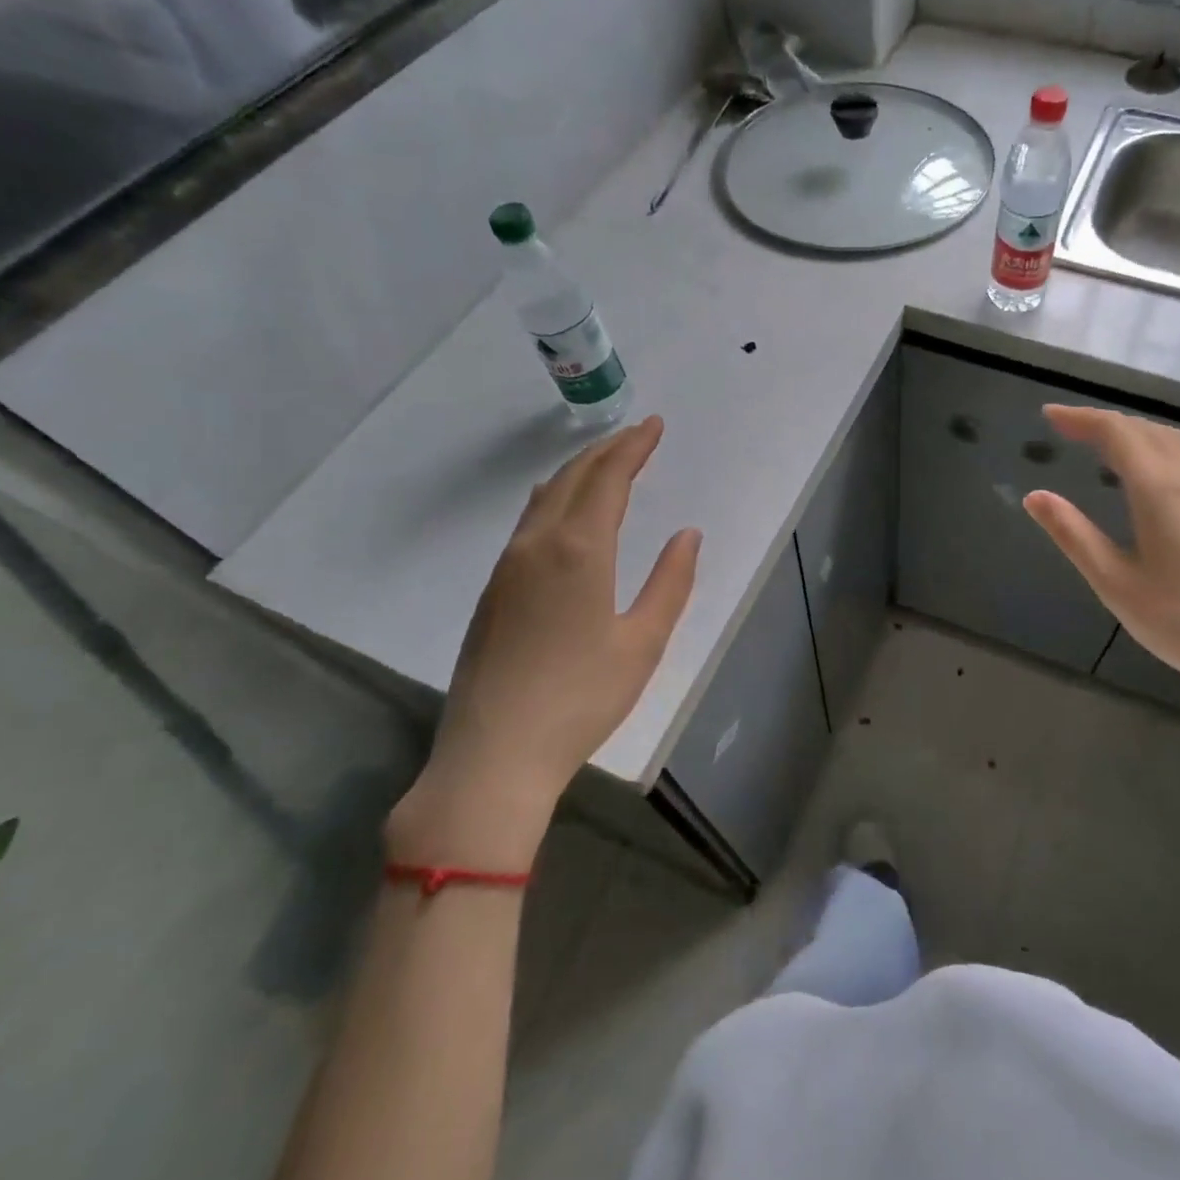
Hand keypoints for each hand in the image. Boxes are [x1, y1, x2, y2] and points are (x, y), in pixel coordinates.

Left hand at [389, 416, 700, 868]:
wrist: (494, 754)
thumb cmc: (582, 699)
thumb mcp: (643, 643)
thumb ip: (671, 583)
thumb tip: (687, 534)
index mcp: (579, 551)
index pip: (608, 479)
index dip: (634, 447)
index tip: (655, 425)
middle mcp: (537, 545)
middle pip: (573, 478)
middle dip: (607, 450)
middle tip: (637, 434)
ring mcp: (507, 567)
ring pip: (545, 497)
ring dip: (578, 471)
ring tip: (605, 462)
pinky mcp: (492, 591)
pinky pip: (527, 522)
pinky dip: (555, 498)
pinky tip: (563, 509)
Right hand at [1023, 405, 1179, 723]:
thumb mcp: (1115, 583)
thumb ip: (1074, 535)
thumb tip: (1035, 496)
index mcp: (1161, 491)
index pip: (1117, 434)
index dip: (1081, 418)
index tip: (1049, 415)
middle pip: (1147, 431)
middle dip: (1105, 422)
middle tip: (1068, 429)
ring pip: (1175, 443)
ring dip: (1135, 433)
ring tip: (1104, 446)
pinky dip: (1160, 450)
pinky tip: (1152, 477)